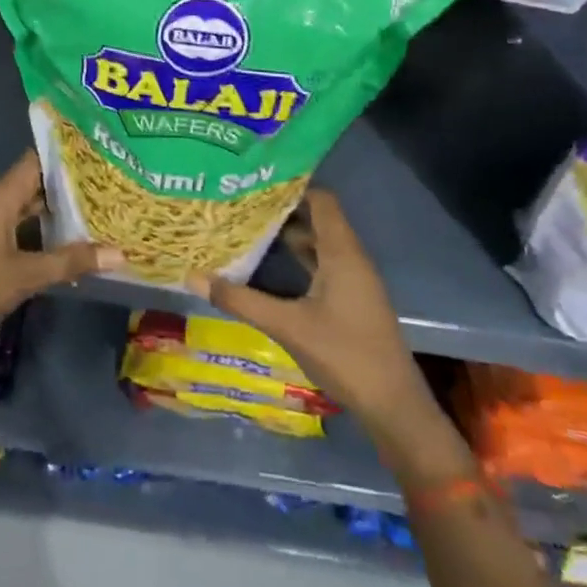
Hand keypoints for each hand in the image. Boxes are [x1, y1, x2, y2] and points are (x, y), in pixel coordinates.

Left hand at [0, 152, 121, 346]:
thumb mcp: (26, 275)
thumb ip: (71, 261)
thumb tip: (120, 253)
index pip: (34, 162)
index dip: (63, 156)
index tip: (96, 153)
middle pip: (31, 184)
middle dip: (65, 186)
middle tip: (105, 184)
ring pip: (23, 208)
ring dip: (53, 211)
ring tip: (93, 210)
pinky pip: (15, 227)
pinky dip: (38, 231)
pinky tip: (64, 243)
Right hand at [201, 189, 460, 472]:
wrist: (393, 406)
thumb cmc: (344, 355)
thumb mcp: (286, 326)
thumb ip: (240, 300)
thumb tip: (193, 276)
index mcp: (342, 253)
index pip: (321, 200)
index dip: (292, 186)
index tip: (255, 180)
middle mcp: (351, 259)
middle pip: (318, 219)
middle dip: (282, 210)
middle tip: (241, 203)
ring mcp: (354, 281)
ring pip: (319, 244)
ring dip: (288, 236)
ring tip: (248, 229)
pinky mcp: (351, 300)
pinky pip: (322, 265)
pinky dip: (298, 260)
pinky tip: (269, 268)